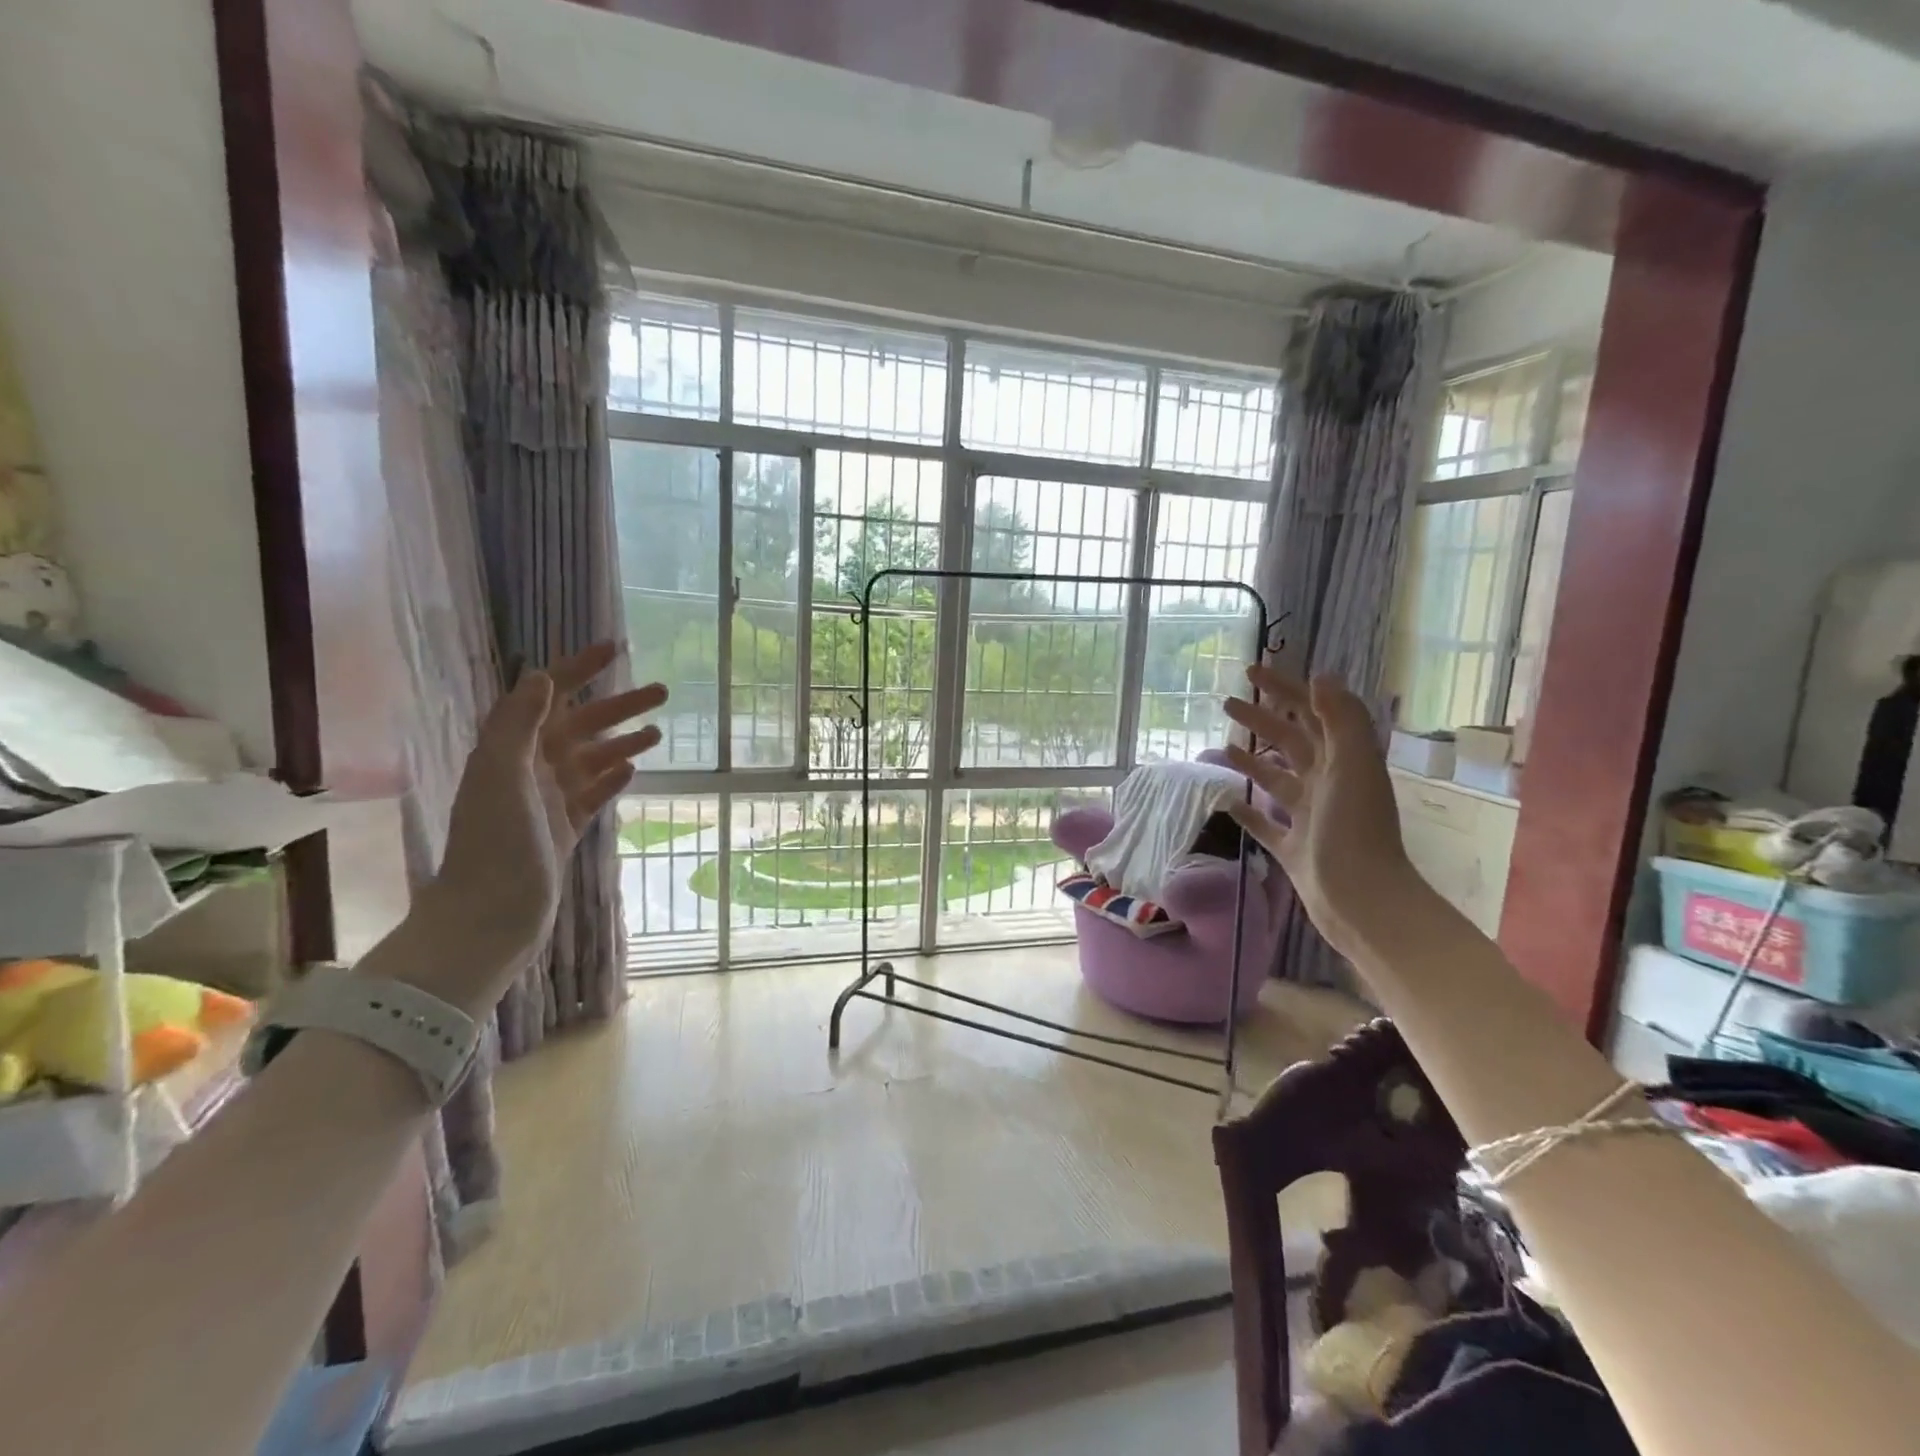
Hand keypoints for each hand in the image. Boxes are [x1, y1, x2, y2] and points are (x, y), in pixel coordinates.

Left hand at [411, 642, 665, 1010]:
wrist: (492, 917)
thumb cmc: (496, 845)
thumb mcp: (502, 777)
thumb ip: (518, 725)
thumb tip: (542, 676)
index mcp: (511, 750)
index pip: (548, 695)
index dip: (579, 669)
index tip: (616, 649)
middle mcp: (529, 768)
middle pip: (580, 725)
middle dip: (620, 706)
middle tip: (663, 692)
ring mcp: (547, 800)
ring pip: (592, 758)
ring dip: (624, 741)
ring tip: (660, 733)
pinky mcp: (562, 828)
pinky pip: (592, 794)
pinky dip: (612, 779)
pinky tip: (633, 770)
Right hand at [1222, 663, 1416, 954]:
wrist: (1360, 898)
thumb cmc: (1355, 828)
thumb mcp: (1353, 764)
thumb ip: (1341, 718)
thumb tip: (1320, 675)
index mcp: (1343, 760)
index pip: (1311, 712)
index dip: (1284, 689)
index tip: (1252, 671)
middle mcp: (1327, 783)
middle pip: (1290, 741)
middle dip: (1262, 719)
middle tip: (1228, 702)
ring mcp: (1309, 816)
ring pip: (1276, 779)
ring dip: (1253, 759)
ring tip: (1225, 745)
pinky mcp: (1293, 847)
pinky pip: (1265, 823)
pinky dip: (1248, 810)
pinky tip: (1228, 801)